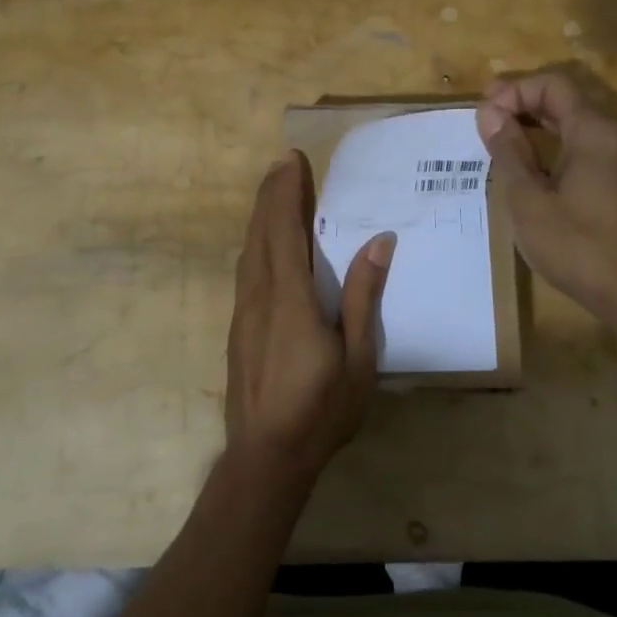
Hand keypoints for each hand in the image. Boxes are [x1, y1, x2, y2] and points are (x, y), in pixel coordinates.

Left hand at [225, 151, 394, 484]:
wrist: (265, 456)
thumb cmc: (321, 410)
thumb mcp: (358, 358)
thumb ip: (363, 296)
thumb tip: (379, 242)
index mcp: (290, 298)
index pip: (285, 229)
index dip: (286, 191)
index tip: (292, 159)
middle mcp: (259, 295)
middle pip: (261, 231)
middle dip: (271, 193)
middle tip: (284, 162)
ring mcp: (243, 310)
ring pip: (248, 249)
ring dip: (260, 214)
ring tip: (274, 190)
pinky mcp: (237, 326)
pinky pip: (245, 269)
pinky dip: (255, 241)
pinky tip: (263, 243)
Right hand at [476, 67, 616, 324]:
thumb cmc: (578, 247)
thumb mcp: (529, 201)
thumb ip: (509, 152)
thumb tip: (490, 113)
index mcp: (594, 132)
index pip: (553, 85)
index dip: (515, 90)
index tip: (484, 112)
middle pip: (569, 99)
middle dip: (525, 102)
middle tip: (488, 117)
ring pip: (580, 123)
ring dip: (541, 123)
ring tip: (505, 138)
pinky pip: (590, 146)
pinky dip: (558, 143)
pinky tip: (537, 166)